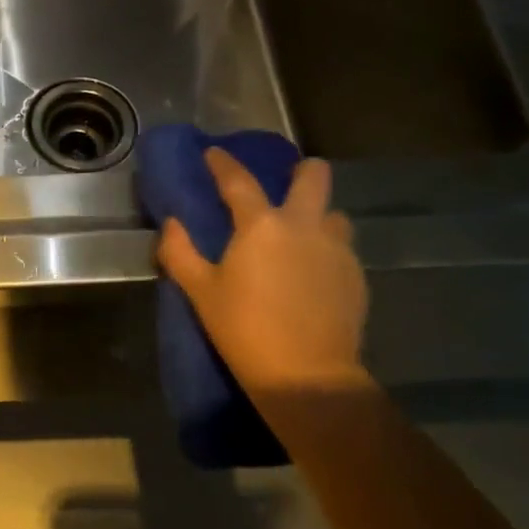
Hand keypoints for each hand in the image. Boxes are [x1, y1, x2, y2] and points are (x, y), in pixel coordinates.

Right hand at [156, 152, 368, 395]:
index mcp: (261, 225)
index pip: (239, 181)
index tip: (214, 153)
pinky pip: (342, 249)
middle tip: (285, 184)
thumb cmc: (244, 329)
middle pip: (314, 177)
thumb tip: (172, 223)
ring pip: (334, 215)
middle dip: (301, 171)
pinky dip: (326, 251)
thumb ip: (179, 252)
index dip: (223, 163)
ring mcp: (337, 251)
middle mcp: (304, 226)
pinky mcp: (356, 277)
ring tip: (300, 237)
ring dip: (317, 217)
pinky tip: (312, 274)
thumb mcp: (200, 292)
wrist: (307, 376)